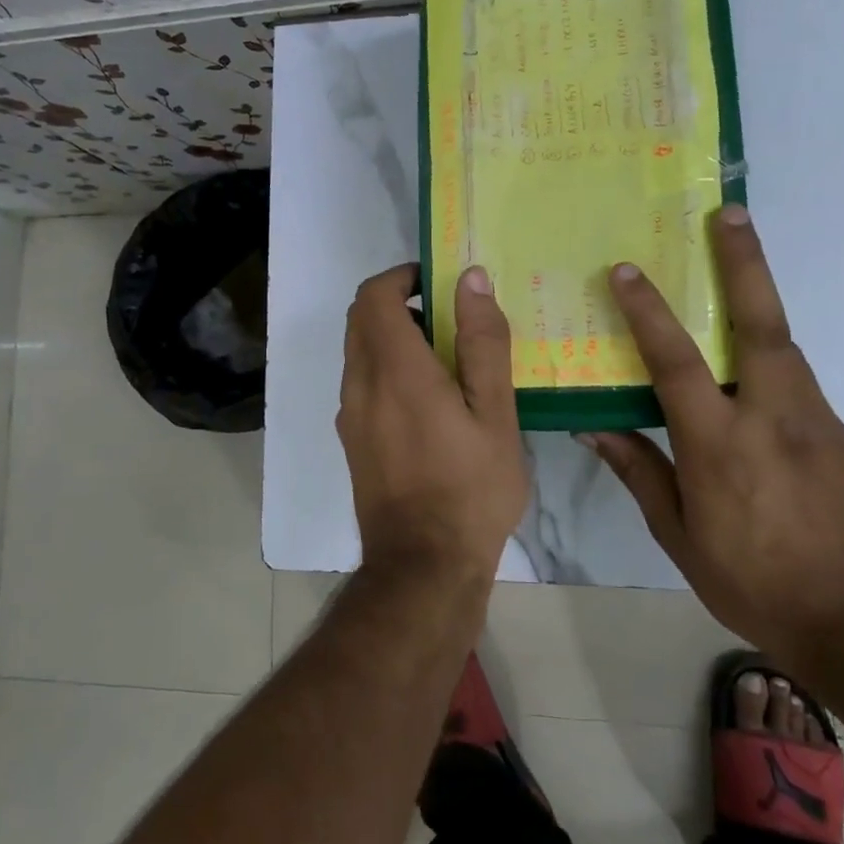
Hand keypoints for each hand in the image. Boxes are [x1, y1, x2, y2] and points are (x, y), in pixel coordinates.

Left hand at [337, 263, 528, 583]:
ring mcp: (349, 415)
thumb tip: (471, 280)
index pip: (374, 295)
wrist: (423, 566)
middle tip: (448, 318)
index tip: (437, 282)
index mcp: (394, 370)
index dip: (401, 276)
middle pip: (361, 319)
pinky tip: (429, 402)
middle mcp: (359, 384)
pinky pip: (361, 384)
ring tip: (446, 360)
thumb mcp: (494, 415)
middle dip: (398, 303)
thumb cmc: (470, 489)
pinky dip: (386, 369)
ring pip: (359, 352)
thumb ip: (482, 343)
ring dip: (392, 338)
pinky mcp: (351, 440)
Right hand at [585, 206, 843, 668]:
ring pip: (784, 347)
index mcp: (719, 444)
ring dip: (758, 303)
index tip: (629, 270)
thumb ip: (639, 471)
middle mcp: (771, 418)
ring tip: (737, 272)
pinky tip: (757, 387)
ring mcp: (817, 422)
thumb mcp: (678, 536)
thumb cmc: (749, 580)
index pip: (677, 362)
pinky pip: (800, 385)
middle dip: (745, 263)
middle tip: (731, 213)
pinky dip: (773, 367)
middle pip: (760, 325)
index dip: (649, 312)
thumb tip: (593, 427)